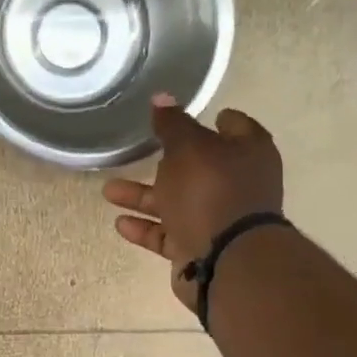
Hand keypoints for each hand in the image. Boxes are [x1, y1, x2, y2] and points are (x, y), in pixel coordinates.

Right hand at [102, 95, 283, 311]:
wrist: (227, 260)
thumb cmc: (210, 191)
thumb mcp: (186, 148)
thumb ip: (172, 124)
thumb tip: (162, 96)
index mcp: (248, 152)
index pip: (234, 126)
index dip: (212, 119)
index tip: (183, 117)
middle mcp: (238, 183)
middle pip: (199, 167)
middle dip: (164, 162)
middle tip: (138, 153)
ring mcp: (220, 218)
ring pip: (177, 201)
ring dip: (143, 197)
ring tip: (108, 191)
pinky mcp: (201, 247)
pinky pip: (169, 233)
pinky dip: (146, 227)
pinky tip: (120, 223)